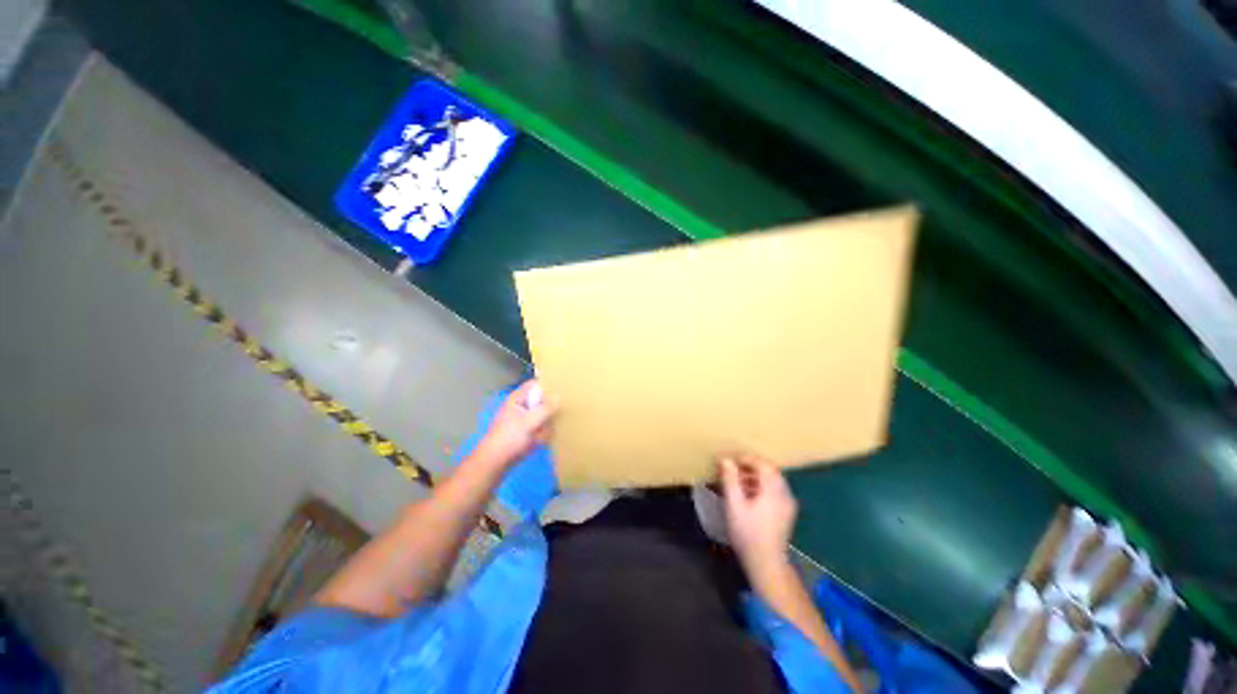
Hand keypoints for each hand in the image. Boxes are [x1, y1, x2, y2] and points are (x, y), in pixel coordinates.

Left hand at [476, 380, 555, 466]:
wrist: (494, 464)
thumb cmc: (508, 439)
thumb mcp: (529, 422)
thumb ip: (545, 408)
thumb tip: (558, 395)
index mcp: (518, 399)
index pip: (536, 384)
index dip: (548, 385)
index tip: (563, 389)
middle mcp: (522, 406)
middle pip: (543, 401)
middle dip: (548, 412)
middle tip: (548, 420)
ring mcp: (525, 420)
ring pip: (545, 417)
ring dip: (546, 426)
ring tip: (539, 435)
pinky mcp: (527, 432)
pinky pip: (542, 429)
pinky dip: (542, 435)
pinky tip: (538, 442)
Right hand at [719, 454, 797, 578]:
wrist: (766, 563)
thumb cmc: (748, 533)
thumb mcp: (734, 504)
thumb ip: (730, 479)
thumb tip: (725, 459)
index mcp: (774, 489)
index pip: (763, 464)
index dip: (746, 458)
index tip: (729, 460)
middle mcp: (785, 493)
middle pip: (769, 471)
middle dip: (750, 467)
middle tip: (732, 469)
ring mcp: (788, 504)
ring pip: (772, 481)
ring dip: (754, 477)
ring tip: (736, 481)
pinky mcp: (786, 513)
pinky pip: (774, 491)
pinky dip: (760, 487)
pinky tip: (747, 495)